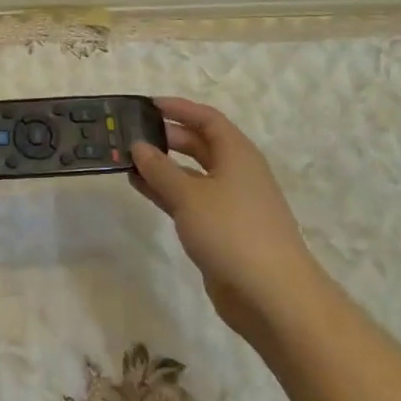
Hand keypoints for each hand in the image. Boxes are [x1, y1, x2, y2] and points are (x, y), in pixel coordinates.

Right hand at [130, 97, 311, 340]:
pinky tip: (141, 188)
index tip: (147, 105)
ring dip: (162, 166)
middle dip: (167, 136)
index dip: (179, 108)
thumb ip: (160, 168)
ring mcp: (230, 203)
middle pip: (200, 144)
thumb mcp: (189, 195)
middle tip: (131, 133)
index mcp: (237, 154)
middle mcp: (236, 172)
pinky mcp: (222, 230)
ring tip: (127, 159)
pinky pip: (190, 200)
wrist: (272, 296)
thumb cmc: (232, 232)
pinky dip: (167, 191)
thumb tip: (139, 146)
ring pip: (192, 174)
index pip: (207, 119)